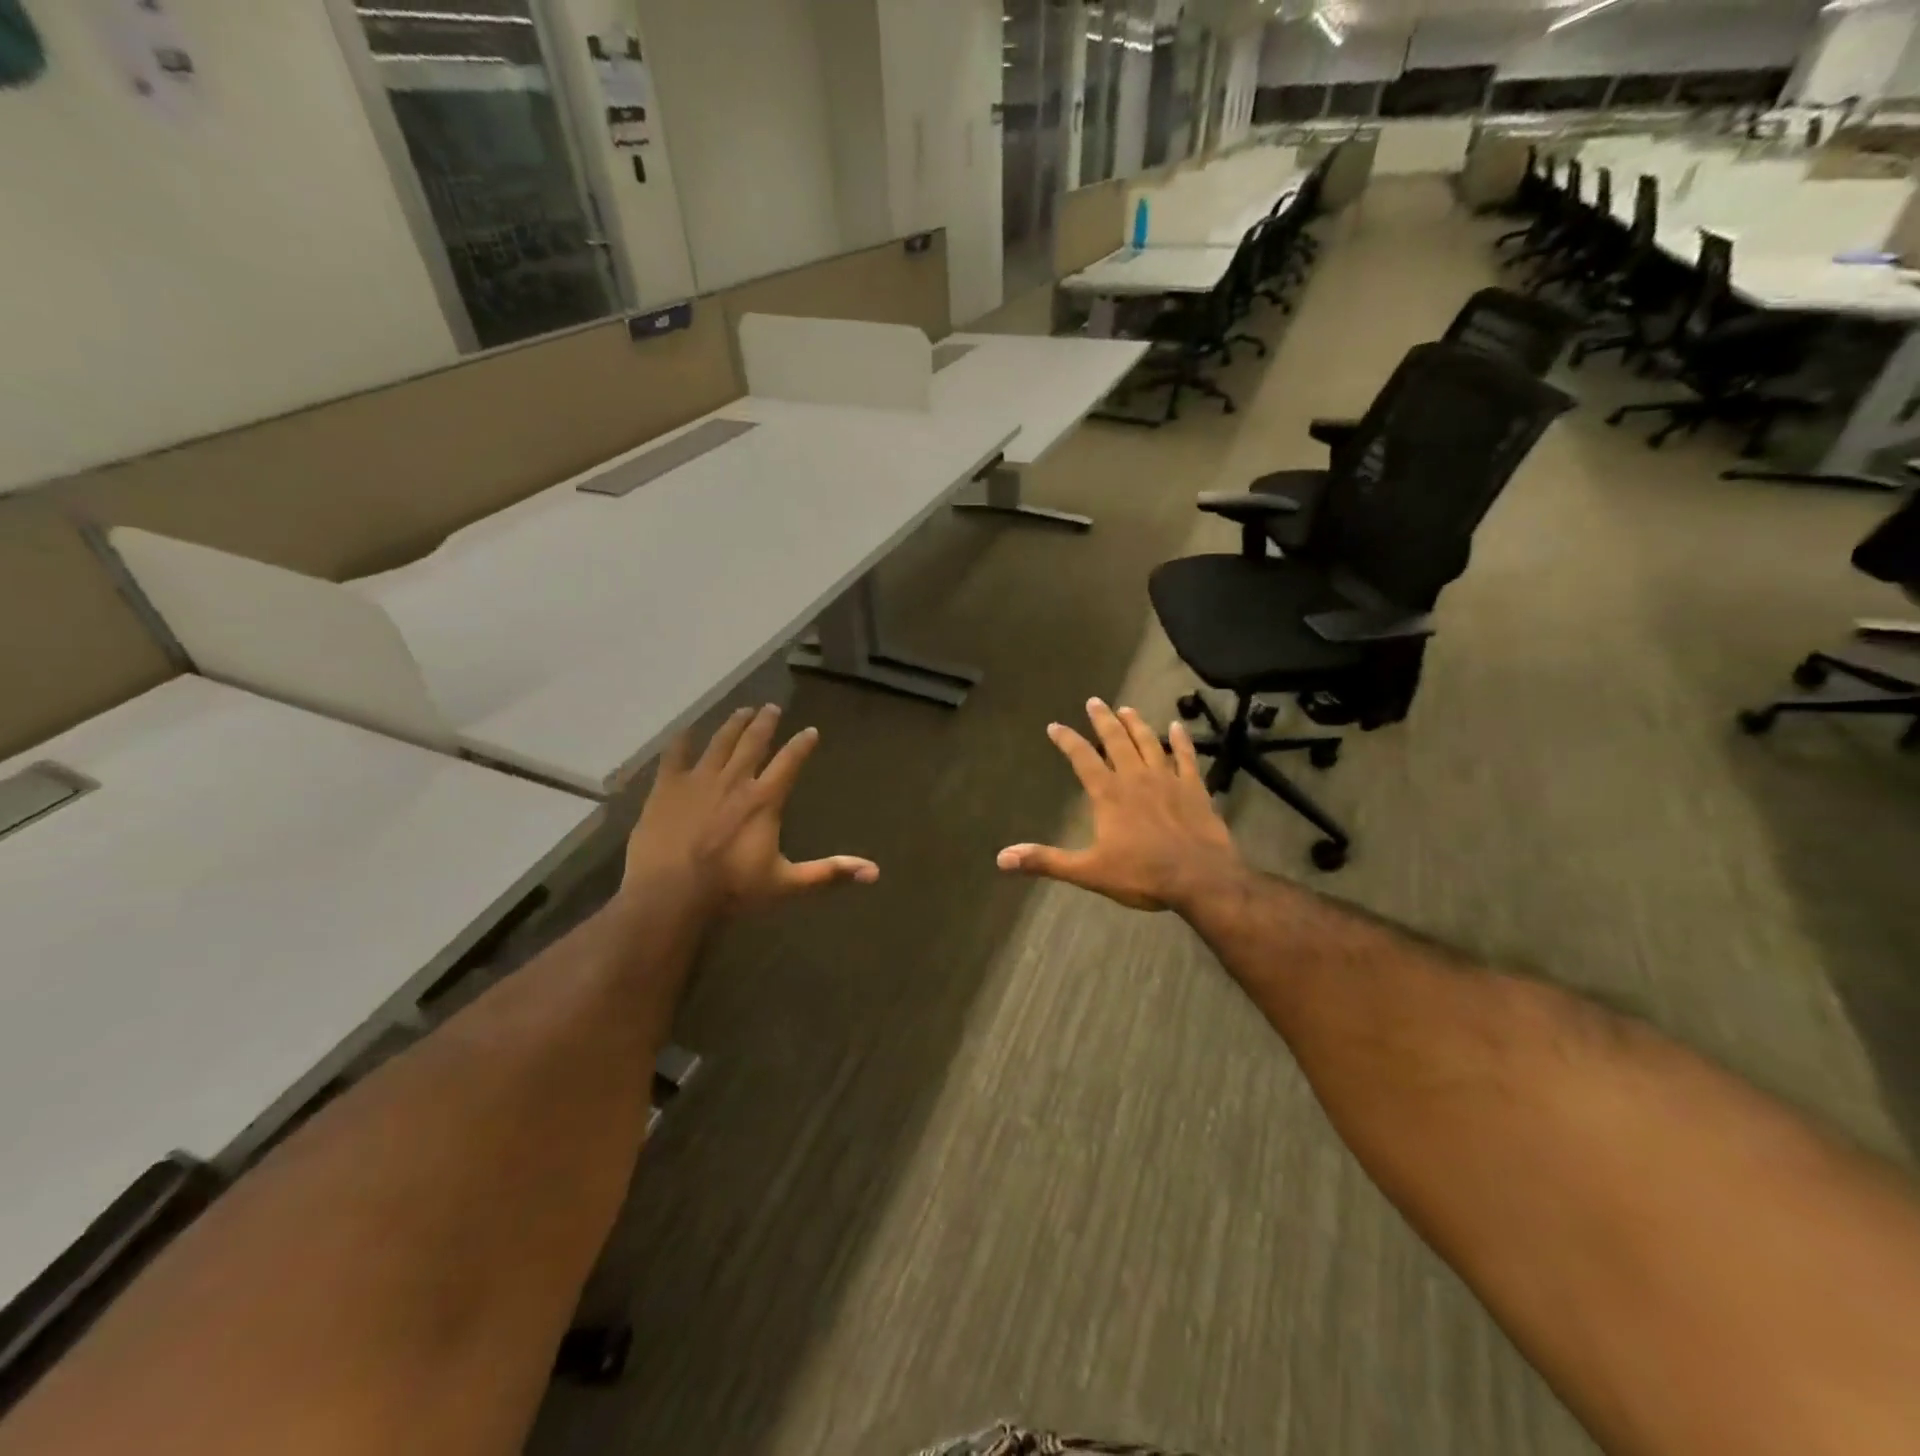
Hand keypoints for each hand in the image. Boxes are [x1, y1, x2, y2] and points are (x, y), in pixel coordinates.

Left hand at [624, 704, 877, 916]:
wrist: (670, 895)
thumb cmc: (731, 890)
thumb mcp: (787, 884)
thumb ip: (829, 873)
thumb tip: (874, 873)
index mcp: (764, 799)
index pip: (790, 762)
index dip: (802, 744)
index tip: (811, 731)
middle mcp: (735, 780)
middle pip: (753, 742)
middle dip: (765, 722)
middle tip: (772, 707)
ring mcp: (698, 780)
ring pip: (720, 742)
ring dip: (733, 724)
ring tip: (742, 710)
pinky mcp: (667, 788)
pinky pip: (675, 755)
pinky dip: (682, 741)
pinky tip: (686, 731)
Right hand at [997, 698, 1243, 913]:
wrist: (1201, 878)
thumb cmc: (1142, 875)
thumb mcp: (1088, 872)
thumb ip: (1046, 861)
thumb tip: (1002, 858)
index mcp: (1109, 794)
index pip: (1083, 758)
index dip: (1067, 740)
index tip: (1055, 726)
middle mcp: (1136, 778)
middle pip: (1116, 741)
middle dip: (1103, 720)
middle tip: (1094, 701)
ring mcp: (1168, 780)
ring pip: (1149, 742)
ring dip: (1136, 724)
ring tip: (1127, 708)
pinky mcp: (1194, 788)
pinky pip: (1186, 757)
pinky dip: (1181, 740)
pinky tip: (1177, 726)